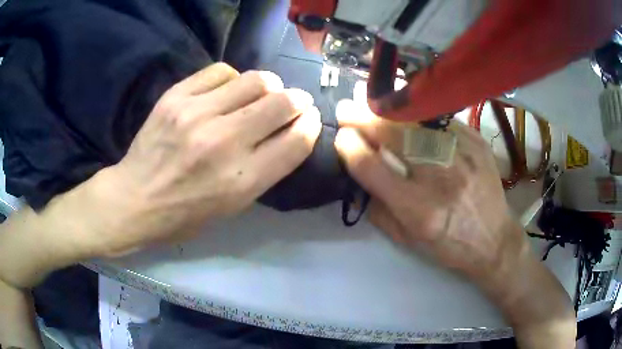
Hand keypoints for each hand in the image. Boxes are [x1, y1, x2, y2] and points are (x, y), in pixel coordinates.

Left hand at [89, 63, 320, 255]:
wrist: (134, 200)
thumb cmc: (184, 214)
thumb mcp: (232, 207)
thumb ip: (265, 170)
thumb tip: (289, 133)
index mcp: (242, 181)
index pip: (297, 140)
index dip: (310, 125)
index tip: (309, 119)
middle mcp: (224, 143)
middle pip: (283, 103)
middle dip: (297, 101)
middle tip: (292, 103)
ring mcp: (197, 114)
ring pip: (257, 80)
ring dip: (269, 85)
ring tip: (262, 94)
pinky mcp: (176, 96)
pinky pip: (221, 71)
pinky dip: (234, 78)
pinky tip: (228, 90)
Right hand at [334, 91, 513, 283]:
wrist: (494, 239)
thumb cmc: (448, 244)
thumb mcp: (407, 239)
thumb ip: (378, 208)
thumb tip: (359, 173)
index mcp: (418, 209)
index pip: (372, 168)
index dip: (350, 148)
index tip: (342, 137)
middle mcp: (440, 177)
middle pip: (394, 136)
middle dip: (363, 118)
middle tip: (346, 108)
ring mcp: (462, 154)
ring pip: (416, 120)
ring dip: (388, 110)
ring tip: (370, 103)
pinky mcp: (476, 142)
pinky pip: (440, 120)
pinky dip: (418, 114)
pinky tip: (407, 111)